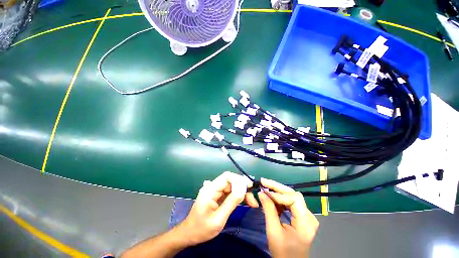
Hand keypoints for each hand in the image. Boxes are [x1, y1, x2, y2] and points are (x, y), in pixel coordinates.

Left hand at [177, 172, 257, 245]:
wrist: (189, 235)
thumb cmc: (202, 229)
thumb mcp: (219, 218)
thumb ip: (231, 202)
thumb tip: (243, 189)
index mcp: (210, 189)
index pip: (226, 177)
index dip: (239, 179)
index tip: (250, 186)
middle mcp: (212, 187)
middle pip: (230, 181)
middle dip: (243, 188)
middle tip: (253, 199)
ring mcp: (214, 191)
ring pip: (231, 187)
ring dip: (241, 193)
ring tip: (252, 202)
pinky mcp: (216, 196)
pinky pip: (229, 192)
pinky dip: (237, 196)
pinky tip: (244, 201)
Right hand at [258, 178, 318, 257]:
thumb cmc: (283, 252)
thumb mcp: (273, 231)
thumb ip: (268, 210)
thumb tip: (261, 192)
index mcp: (305, 222)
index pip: (294, 199)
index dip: (279, 194)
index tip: (265, 193)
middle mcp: (309, 216)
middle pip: (293, 194)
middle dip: (277, 188)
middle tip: (263, 181)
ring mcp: (306, 215)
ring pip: (291, 196)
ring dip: (277, 192)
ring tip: (265, 189)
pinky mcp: (301, 216)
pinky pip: (290, 203)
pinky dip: (280, 199)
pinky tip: (271, 199)